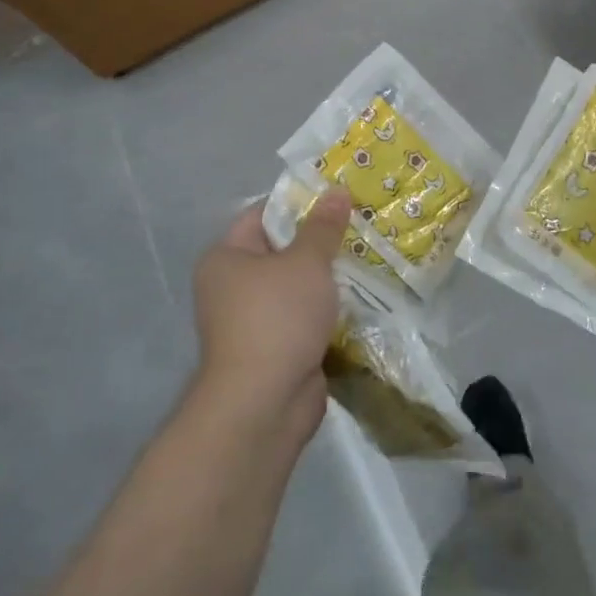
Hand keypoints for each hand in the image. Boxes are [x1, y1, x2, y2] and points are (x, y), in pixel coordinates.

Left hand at [191, 190, 350, 448]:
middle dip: (321, 241)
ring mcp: (253, 321)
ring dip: (329, 278)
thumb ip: (323, 226)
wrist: (264, 404)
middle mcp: (232, 287)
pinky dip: (329, 309)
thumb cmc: (277, 318)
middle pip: (282, 250)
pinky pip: (306, 317)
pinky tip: (362, 296)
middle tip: (362, 223)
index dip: (300, 203)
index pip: (263, 215)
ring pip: (298, 286)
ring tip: (369, 255)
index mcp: (226, 258)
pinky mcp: (276, 349)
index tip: (338, 197)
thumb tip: (337, 190)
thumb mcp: (306, 262)